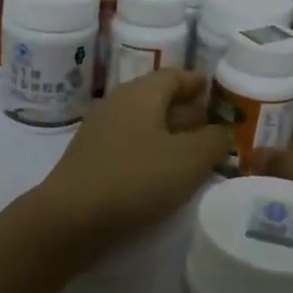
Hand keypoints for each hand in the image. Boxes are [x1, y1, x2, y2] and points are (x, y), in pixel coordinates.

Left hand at [32, 70, 229, 253]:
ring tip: (196, 153)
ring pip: (144, 124)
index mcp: (141, 93)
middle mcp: (118, 104)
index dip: (198, 82)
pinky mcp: (91, 160)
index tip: (217, 92)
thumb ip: (213, 141)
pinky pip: (130, 146)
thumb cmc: (136, 178)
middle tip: (213, 125)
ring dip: (170, 135)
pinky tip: (164, 175)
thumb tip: (222, 132)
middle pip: (158, 99)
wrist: (71, 217)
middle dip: (187, 111)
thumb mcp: (189, 159)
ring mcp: (100, 132)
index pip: (175, 75)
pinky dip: (152, 153)